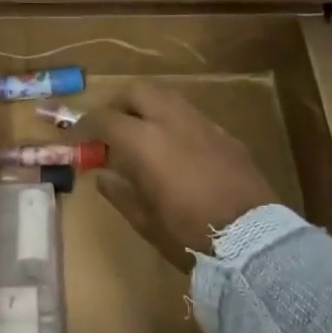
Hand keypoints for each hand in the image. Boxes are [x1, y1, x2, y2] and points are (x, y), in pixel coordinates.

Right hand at [80, 82, 277, 272]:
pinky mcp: (226, 135)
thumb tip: (103, 175)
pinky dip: (174, 122)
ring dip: (148, 107)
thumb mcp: (145, 221)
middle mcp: (171, 121)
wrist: (254, 242)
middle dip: (118, 104)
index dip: (85, 126)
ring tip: (141, 134)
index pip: (104, 119)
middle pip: (137, 91)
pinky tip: (175, 149)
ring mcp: (203, 124)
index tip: (76, 139)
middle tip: (110, 128)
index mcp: (144, 141)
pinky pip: (192, 116)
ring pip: (167, 96)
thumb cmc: (190, 235)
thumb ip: (120, 192)